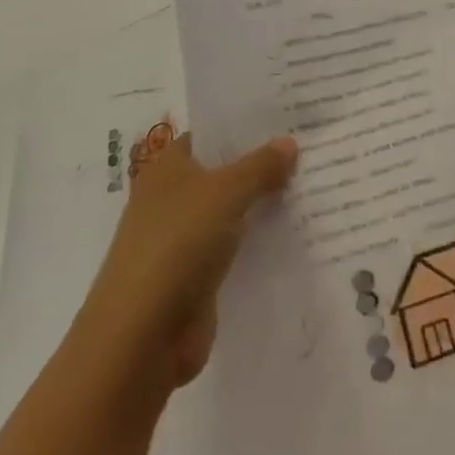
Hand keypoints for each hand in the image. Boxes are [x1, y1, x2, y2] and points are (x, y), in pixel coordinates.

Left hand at [80, 131, 297, 391]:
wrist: (142, 337)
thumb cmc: (178, 244)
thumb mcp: (227, 192)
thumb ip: (261, 166)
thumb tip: (289, 142)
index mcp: (168, 168)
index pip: (211, 135)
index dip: (246, 126)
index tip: (287, 118)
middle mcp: (172, 199)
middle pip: (224, 173)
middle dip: (262, 165)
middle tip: (310, 148)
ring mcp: (183, 240)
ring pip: (232, 212)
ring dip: (263, 205)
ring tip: (313, 186)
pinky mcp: (196, 278)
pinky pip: (235, 249)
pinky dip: (258, 242)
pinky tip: (296, 232)